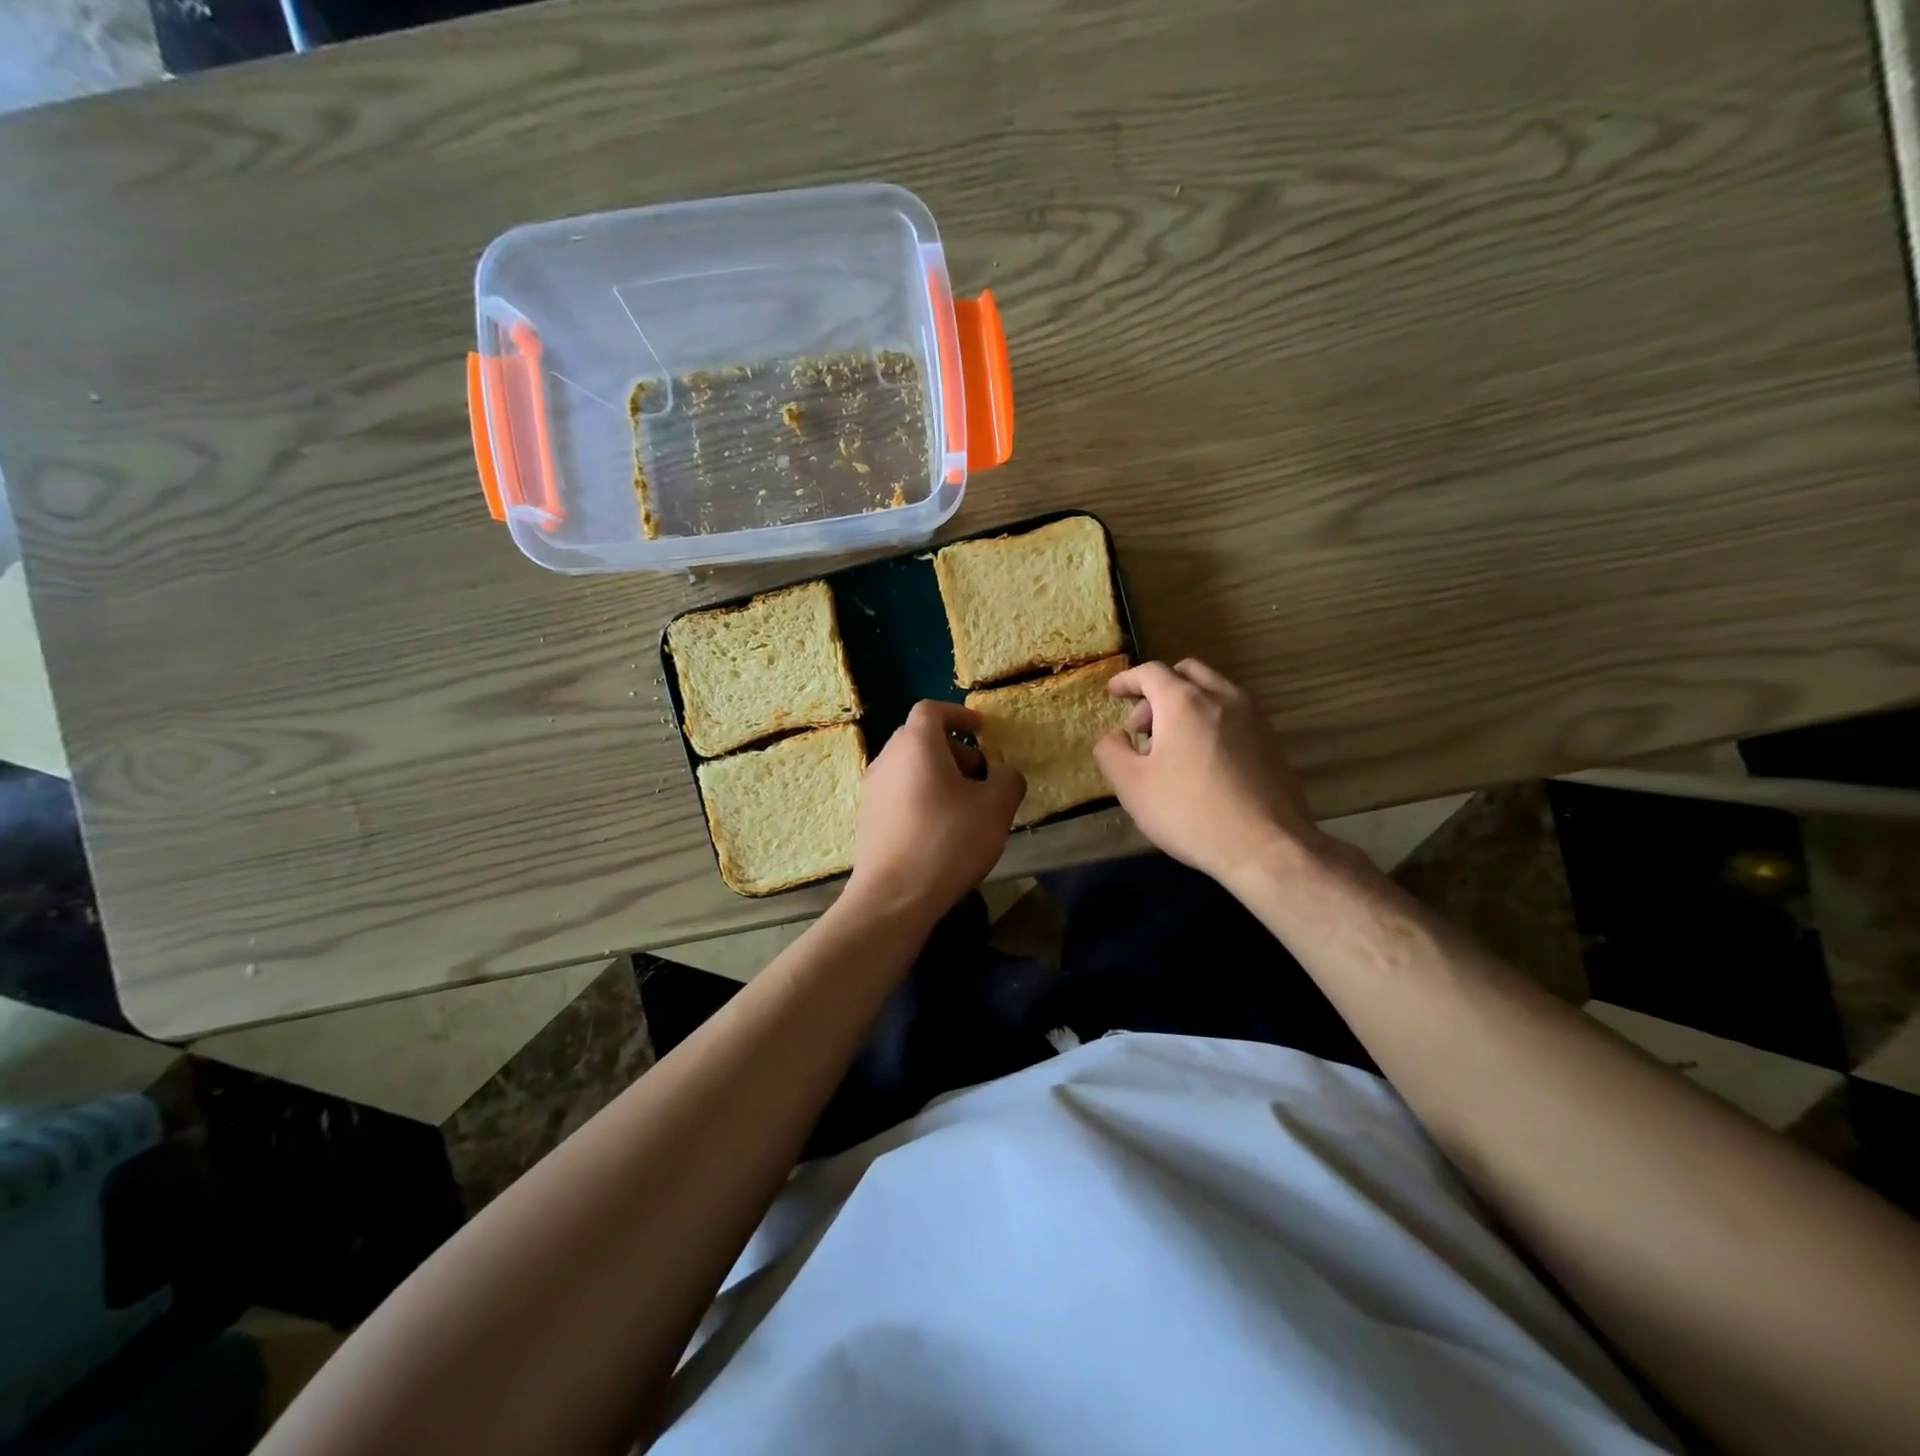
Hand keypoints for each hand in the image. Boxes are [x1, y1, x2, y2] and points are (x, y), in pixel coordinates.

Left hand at [846, 701, 1025, 924]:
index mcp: (916, 745)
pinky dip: (920, 795)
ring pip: (907, 767)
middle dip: (952, 748)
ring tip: (964, 805)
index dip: (958, 714)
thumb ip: (1008, 780)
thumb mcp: (995, 809)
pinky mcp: (867, 818)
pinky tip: (940, 828)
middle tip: (978, 772)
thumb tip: (1005, 772)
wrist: (893, 897)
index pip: (931, 710)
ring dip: (936, 774)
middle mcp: (887, 759)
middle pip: (918, 738)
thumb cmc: (947, 842)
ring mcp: (871, 790)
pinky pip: (897, 792)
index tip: (980, 729)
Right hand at [1094, 659, 1323, 888]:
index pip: (1150, 672)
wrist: (1266, 847)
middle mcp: (1222, 697)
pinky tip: (1203, 762)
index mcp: (1183, 702)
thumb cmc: (1189, 812)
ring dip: (1186, 705)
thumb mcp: (1132, 785)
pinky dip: (1211, 722)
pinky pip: (1234, 716)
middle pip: (1186, 672)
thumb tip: (1116, 736)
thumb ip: (1112, 751)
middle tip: (1143, 726)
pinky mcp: (1272, 742)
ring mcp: (1253, 718)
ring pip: (1214, 692)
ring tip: (1172, 747)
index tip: (1112, 694)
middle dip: (1158, 690)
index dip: (1126, 680)